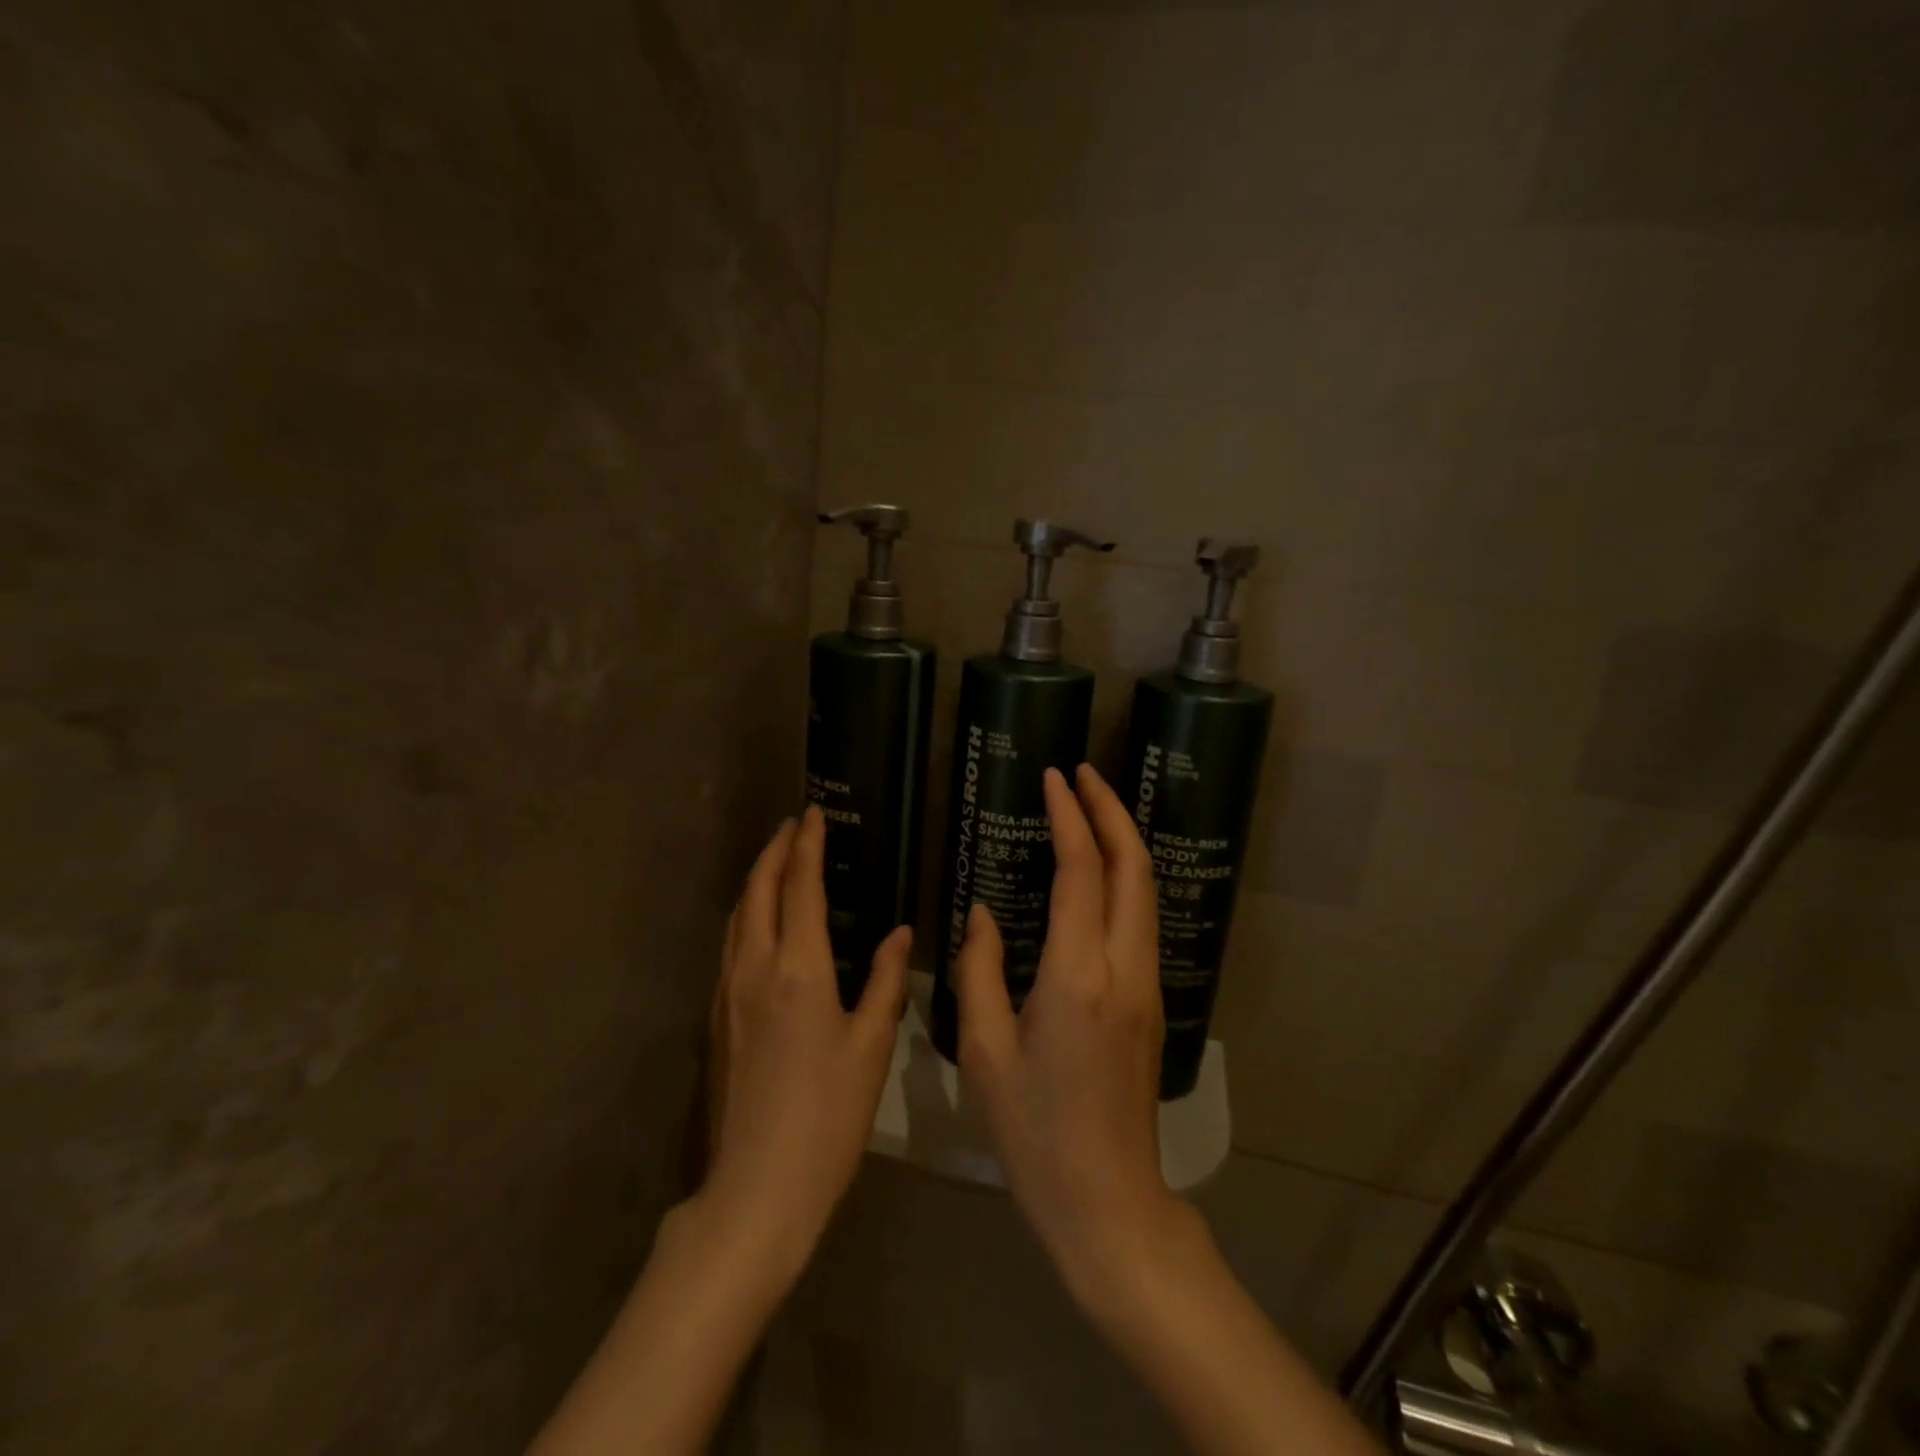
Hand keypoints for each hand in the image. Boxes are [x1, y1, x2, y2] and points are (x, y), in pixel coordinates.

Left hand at [701, 807, 909, 1282]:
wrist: (757, 1187)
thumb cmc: (828, 1115)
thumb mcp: (872, 1045)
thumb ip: (886, 980)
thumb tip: (899, 933)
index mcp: (798, 968)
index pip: (799, 886)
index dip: (807, 845)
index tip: (814, 814)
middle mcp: (754, 967)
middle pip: (758, 890)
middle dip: (775, 851)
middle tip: (794, 825)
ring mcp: (728, 992)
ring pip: (738, 916)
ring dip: (757, 879)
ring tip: (778, 861)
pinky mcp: (717, 1017)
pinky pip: (731, 943)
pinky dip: (748, 913)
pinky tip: (762, 922)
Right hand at [952, 764, 1184, 1304]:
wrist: (1107, 1201)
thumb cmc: (1034, 1132)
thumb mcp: (985, 1051)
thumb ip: (979, 970)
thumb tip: (981, 912)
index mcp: (1077, 976)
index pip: (1081, 871)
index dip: (1069, 817)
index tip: (1054, 778)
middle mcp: (1123, 968)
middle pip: (1133, 867)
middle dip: (1111, 810)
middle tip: (1082, 774)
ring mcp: (1147, 984)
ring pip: (1146, 890)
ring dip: (1123, 839)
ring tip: (1091, 807)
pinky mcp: (1152, 1001)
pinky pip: (1142, 918)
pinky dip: (1125, 876)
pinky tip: (1099, 871)